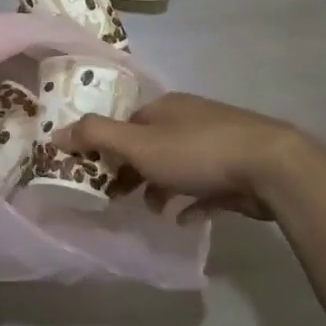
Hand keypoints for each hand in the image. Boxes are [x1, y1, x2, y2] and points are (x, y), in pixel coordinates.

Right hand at [56, 92, 317, 220]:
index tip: (95, 174)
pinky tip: (186, 219)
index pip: (125, 122)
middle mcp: (189, 118)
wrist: (270, 166)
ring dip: (161, 186)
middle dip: (132, 169)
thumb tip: (56, 131)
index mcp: (164, 107)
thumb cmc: (197, 152)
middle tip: (119, 197)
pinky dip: (192, 200)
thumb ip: (96, 136)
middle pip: (150, 143)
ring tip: (154, 210)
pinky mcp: (238, 168)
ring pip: (177, 164)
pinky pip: (205, 185)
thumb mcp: (138, 144)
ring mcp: (217, 141)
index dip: (107, 147)